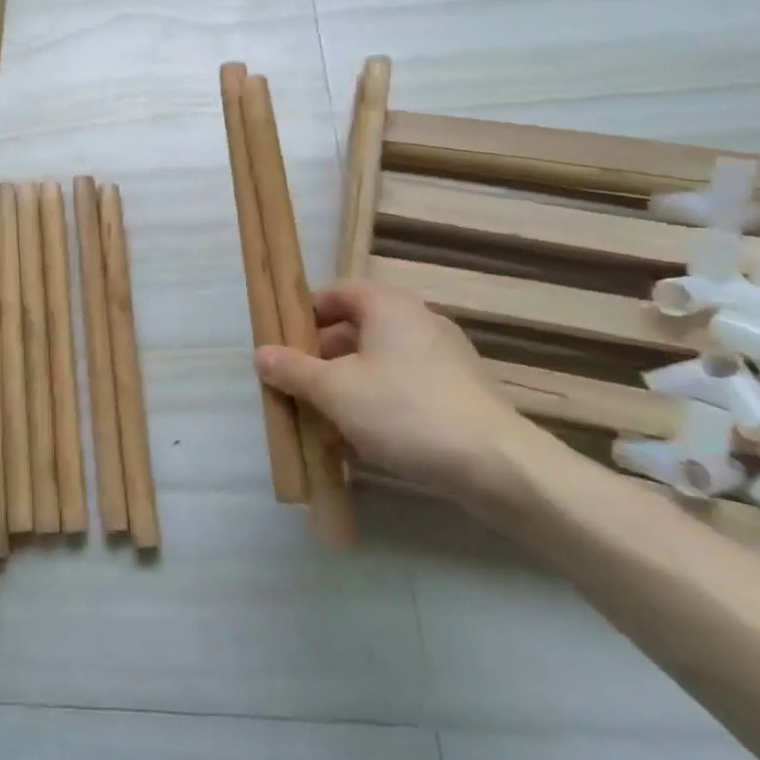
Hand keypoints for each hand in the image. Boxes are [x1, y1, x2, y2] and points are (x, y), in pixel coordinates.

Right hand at [254, 281, 534, 506]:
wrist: (498, 465)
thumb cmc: (404, 411)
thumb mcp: (334, 391)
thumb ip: (293, 370)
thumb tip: (261, 354)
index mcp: (387, 305)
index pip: (334, 293)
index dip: (302, 315)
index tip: (280, 345)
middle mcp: (417, 320)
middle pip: (354, 330)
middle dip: (320, 361)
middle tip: (295, 389)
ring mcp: (443, 357)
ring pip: (377, 364)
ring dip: (345, 389)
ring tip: (320, 425)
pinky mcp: (459, 393)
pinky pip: (403, 388)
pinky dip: (376, 406)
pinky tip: (359, 444)